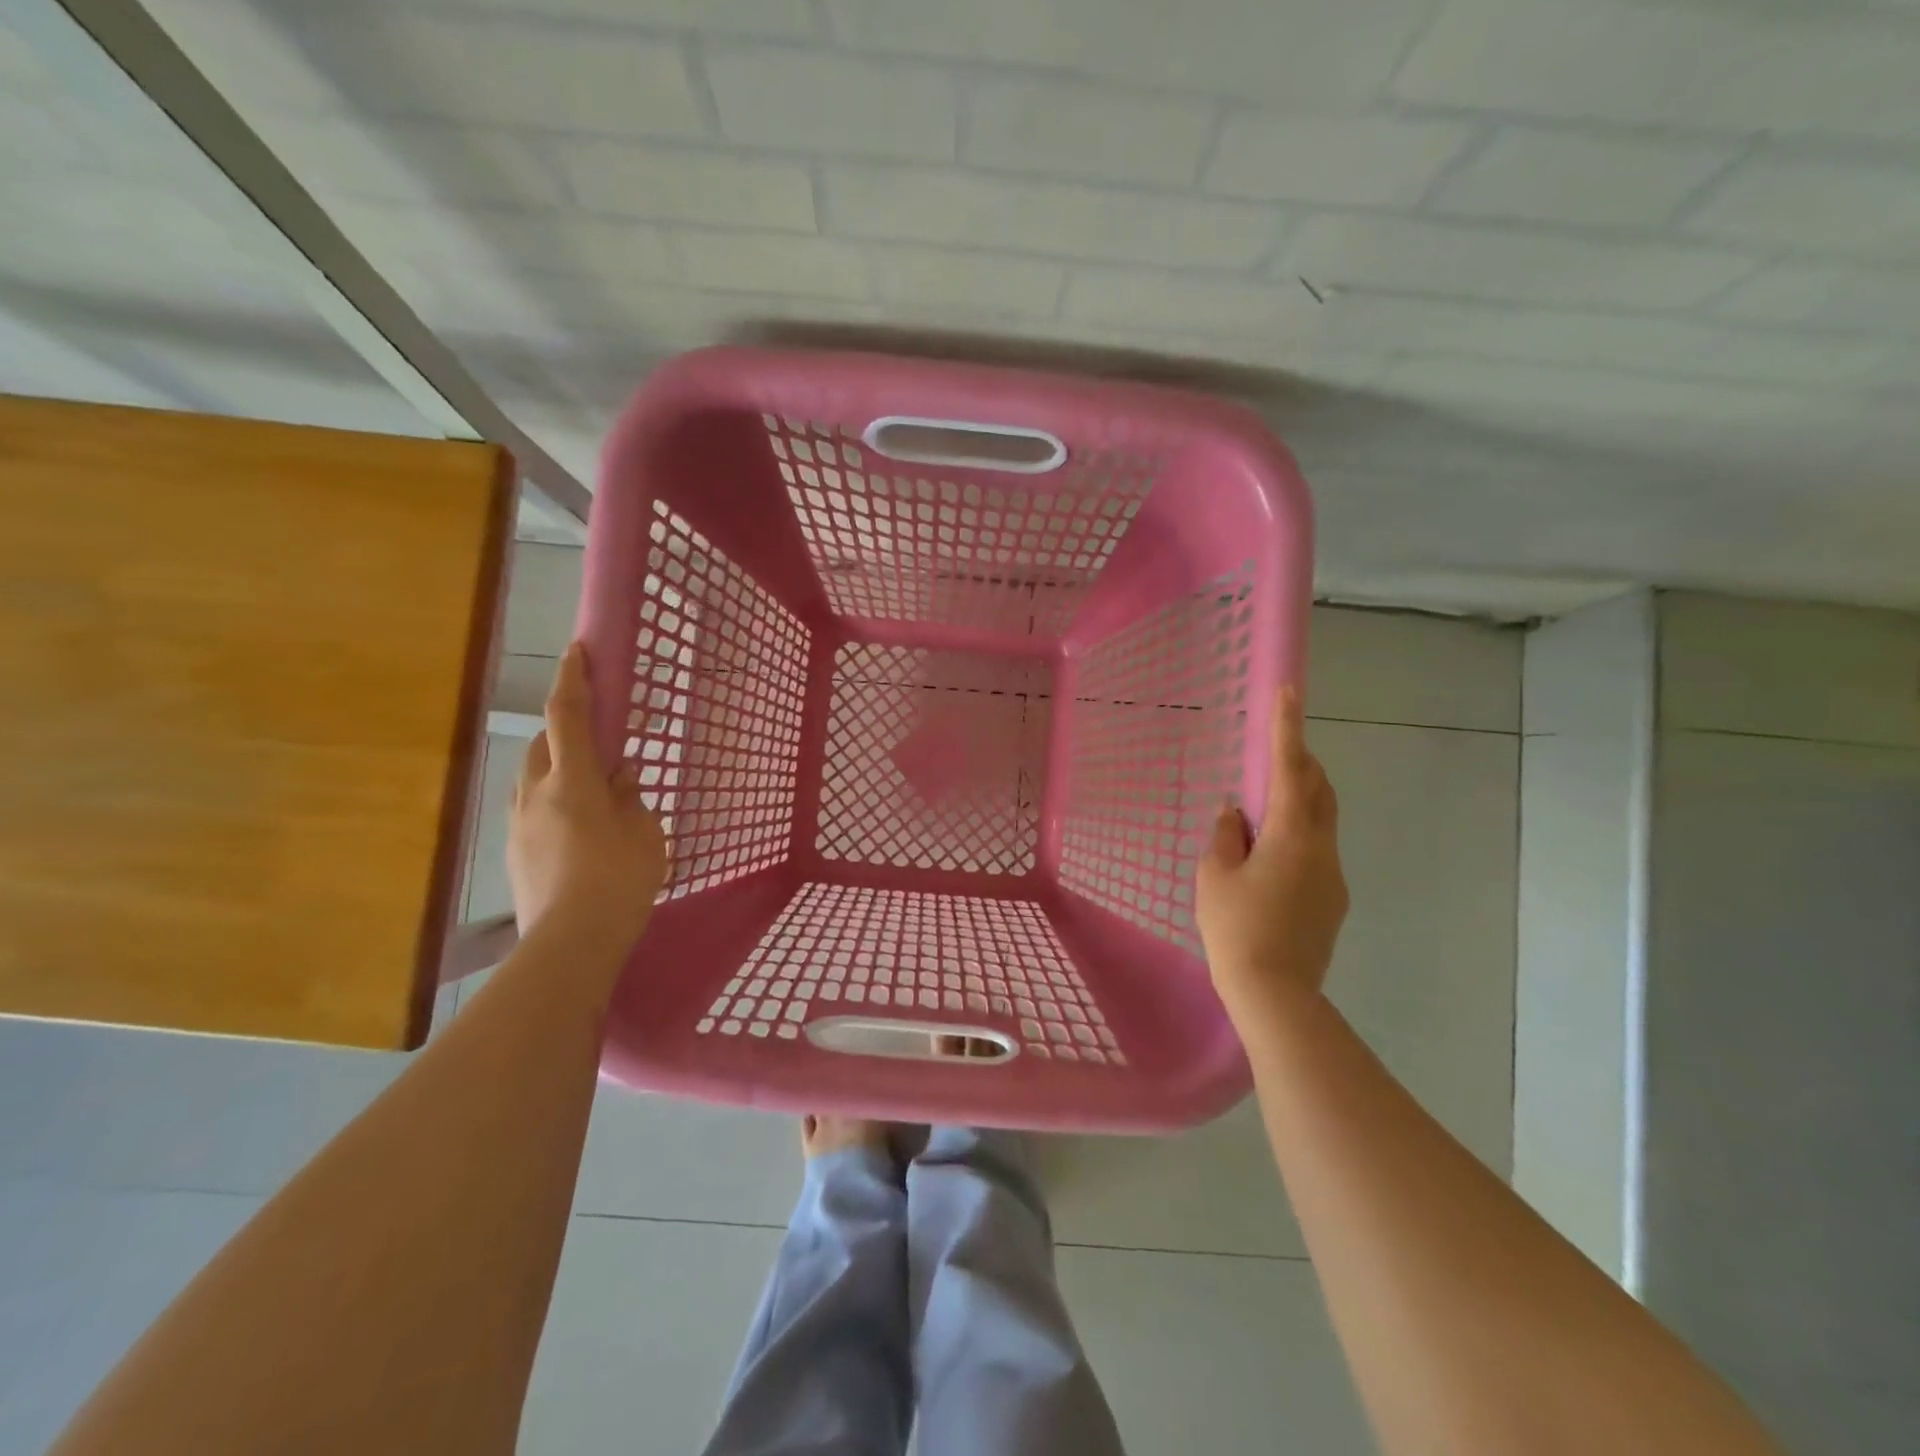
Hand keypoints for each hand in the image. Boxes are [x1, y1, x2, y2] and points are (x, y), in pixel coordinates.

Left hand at [507, 643, 668, 947]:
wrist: (570, 942)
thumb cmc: (620, 881)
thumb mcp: (645, 832)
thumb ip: (630, 796)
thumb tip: (617, 775)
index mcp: (573, 781)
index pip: (567, 714)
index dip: (574, 678)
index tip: (578, 650)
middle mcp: (535, 792)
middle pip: (543, 742)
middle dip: (566, 730)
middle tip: (599, 745)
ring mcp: (517, 823)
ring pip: (532, 775)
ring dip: (557, 768)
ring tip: (589, 791)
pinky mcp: (513, 850)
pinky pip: (530, 807)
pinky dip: (551, 800)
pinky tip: (575, 829)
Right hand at [1195, 685, 1348, 1029]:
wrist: (1275, 993)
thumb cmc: (1236, 927)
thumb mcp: (1214, 875)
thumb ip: (1225, 836)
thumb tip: (1236, 814)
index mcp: (1292, 834)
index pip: (1291, 768)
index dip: (1288, 727)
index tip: (1290, 690)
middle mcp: (1323, 848)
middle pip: (1319, 791)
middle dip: (1301, 764)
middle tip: (1276, 753)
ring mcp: (1333, 876)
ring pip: (1320, 823)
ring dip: (1297, 805)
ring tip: (1259, 816)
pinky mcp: (1332, 901)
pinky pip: (1316, 853)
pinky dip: (1295, 839)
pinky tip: (1266, 863)